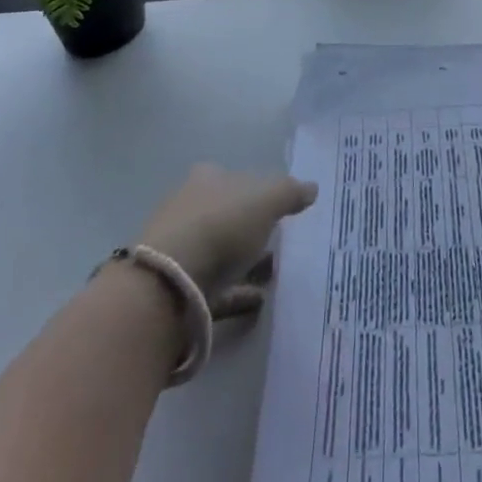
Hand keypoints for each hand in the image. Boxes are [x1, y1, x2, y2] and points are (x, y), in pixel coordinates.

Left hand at [135, 163, 317, 297]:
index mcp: (207, 179)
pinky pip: (214, 288)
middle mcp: (189, 208)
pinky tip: (257, 303)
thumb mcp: (267, 199)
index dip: (256, 190)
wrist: (169, 285)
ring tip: (273, 277)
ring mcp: (179, 250)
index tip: (278, 208)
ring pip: (219, 253)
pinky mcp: (176, 290)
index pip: (234, 177)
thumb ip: (291, 192)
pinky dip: (235, 294)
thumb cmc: (221, 225)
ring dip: (244, 263)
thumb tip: (312, 188)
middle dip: (250, 229)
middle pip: (226, 215)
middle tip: (278, 243)